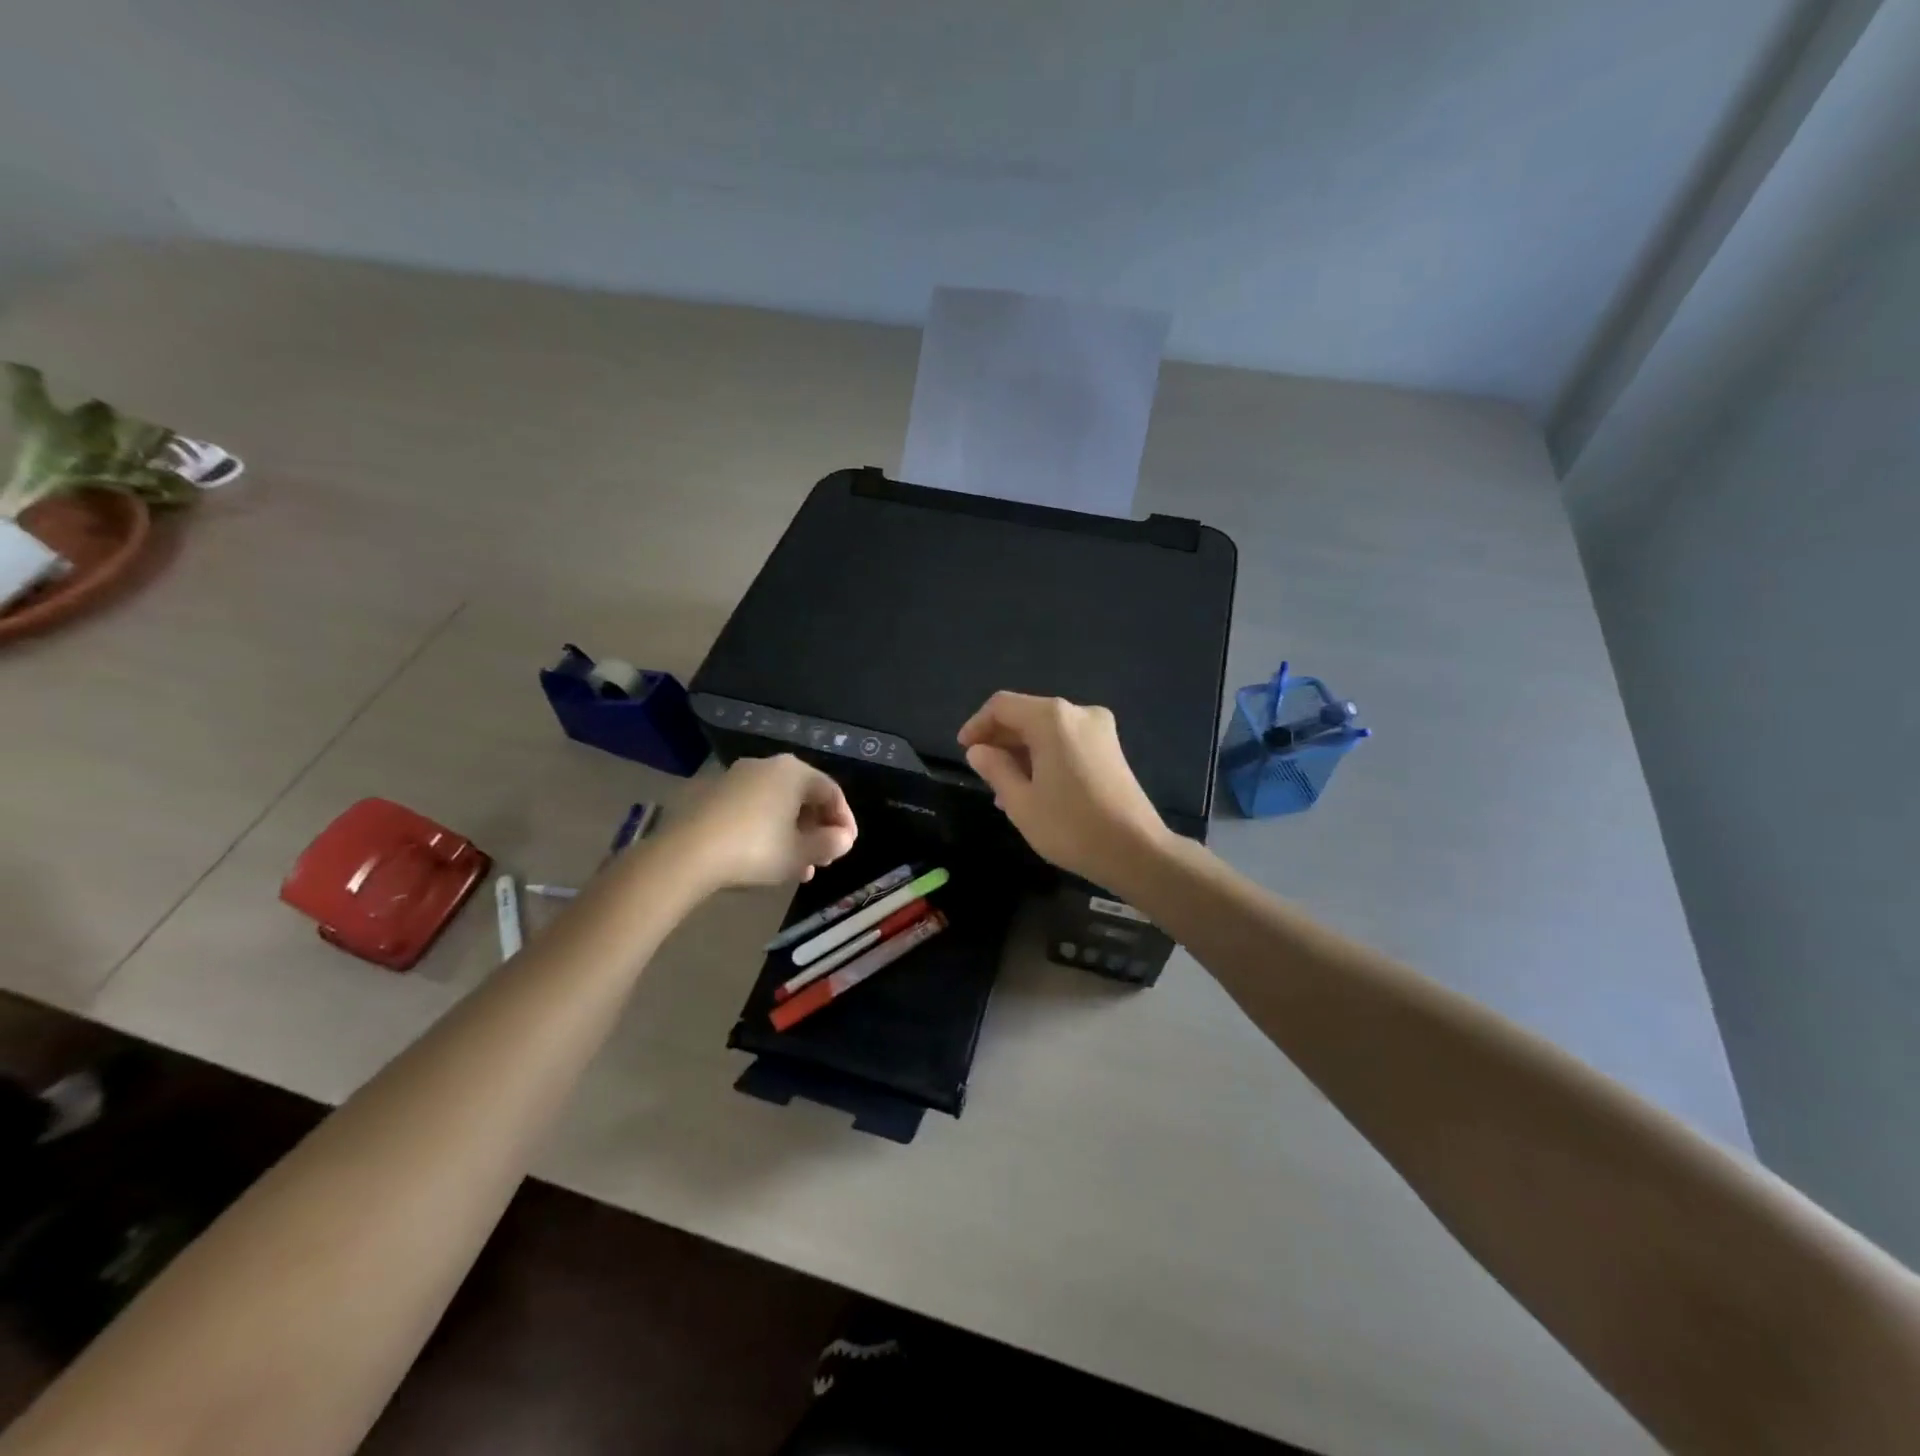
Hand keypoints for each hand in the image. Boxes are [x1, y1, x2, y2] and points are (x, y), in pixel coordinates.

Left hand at [669, 755, 857, 890]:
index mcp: (794, 771)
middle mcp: (767, 766)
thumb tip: (843, 839)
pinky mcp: (713, 794)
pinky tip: (766, 858)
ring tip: (798, 867)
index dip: (845, 820)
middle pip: (803, 796)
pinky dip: (767, 830)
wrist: (687, 853)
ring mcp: (736, 777)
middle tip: (823, 858)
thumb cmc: (756, 849)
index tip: (847, 847)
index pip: (832, 791)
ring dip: (793, 834)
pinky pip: (753, 808)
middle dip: (817, 830)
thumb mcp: (800, 853)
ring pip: (777, 805)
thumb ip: (829, 844)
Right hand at [958, 692, 1169, 888]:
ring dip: (1021, 751)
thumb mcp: (1020, 801)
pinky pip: (1066, 742)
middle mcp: (1078, 713)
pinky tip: (1033, 787)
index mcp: (1053, 718)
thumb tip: (978, 750)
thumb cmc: (1070, 826)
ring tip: (1003, 788)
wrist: (1135, 851)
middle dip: (1000, 740)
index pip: (1002, 706)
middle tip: (981, 772)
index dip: (977, 725)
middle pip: (1027, 714)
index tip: (963, 751)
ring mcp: (1100, 730)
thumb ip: (995, 769)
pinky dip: (1045, 756)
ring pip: (1047, 730)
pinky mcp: (1111, 749)